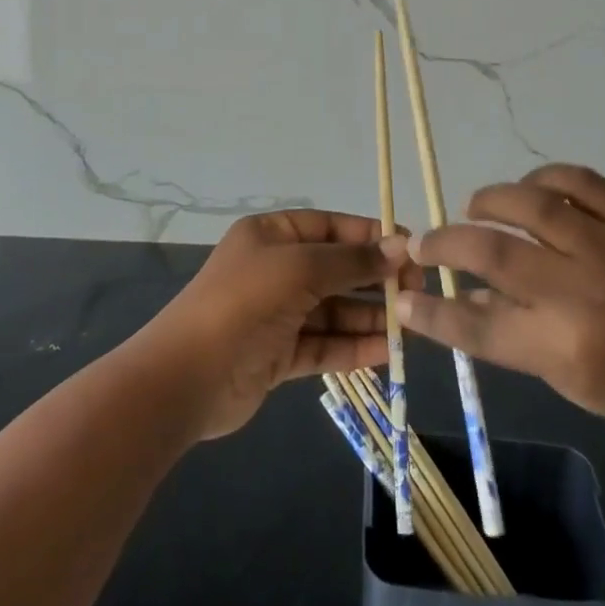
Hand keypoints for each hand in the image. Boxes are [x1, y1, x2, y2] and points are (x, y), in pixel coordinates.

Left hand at [142, 210, 407, 440]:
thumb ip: (352, 261)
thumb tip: (401, 246)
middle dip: (374, 278)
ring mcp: (276, 314)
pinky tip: (387, 351)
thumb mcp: (301, 269)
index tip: (410, 248)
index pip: (329, 227)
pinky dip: (353, 347)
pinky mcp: (278, 355)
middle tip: (417, 290)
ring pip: (333, 310)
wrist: (186, 378)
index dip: (369, 236)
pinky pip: (324, 344)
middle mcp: (274, 269)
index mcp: (271, 235)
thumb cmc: (244, 303)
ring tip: (410, 325)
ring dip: (369, 316)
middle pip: (335, 269)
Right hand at [398, 165, 604, 447]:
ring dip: (488, 201)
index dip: (432, 310)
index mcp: (566, 346)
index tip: (403, 297)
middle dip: (444, 244)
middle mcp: (581, 289)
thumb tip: (469, 300)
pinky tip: (532, 188)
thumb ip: (518, 338)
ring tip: (474, 209)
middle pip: (491, 252)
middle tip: (423, 244)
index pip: (478, 324)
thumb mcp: (576, 384)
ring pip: (528, 202)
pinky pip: (578, 179)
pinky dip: (545, 177)